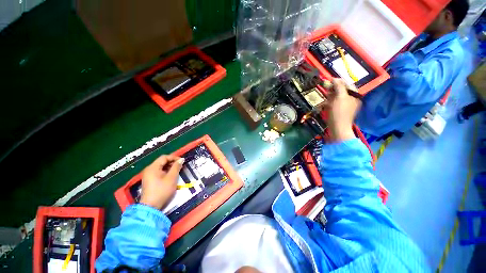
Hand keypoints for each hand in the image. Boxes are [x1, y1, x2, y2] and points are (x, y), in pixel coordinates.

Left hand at [140, 155, 183, 209]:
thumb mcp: (172, 178)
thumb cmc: (162, 190)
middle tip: (180, 166)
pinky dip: (165, 172)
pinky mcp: (149, 180)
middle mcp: (149, 169)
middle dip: (172, 162)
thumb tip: (181, 159)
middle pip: (162, 161)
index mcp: (153, 167)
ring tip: (177, 170)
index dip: (174, 157)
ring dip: (169, 167)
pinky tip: (171, 176)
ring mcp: (148, 175)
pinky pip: (158, 172)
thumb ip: (176, 167)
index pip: (164, 157)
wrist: (151, 206)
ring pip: (160, 167)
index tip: (182, 161)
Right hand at [326, 79, 361, 141]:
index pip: (347, 84)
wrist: (338, 128)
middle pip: (342, 90)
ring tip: (325, 98)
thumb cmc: (339, 112)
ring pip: (337, 96)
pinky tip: (326, 104)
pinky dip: (330, 102)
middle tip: (326, 90)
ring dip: (330, 96)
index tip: (328, 81)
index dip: (337, 81)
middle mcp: (352, 99)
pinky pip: (335, 103)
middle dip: (333, 89)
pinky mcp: (340, 110)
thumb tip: (335, 78)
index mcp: (355, 95)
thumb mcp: (340, 97)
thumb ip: (339, 86)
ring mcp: (346, 105)